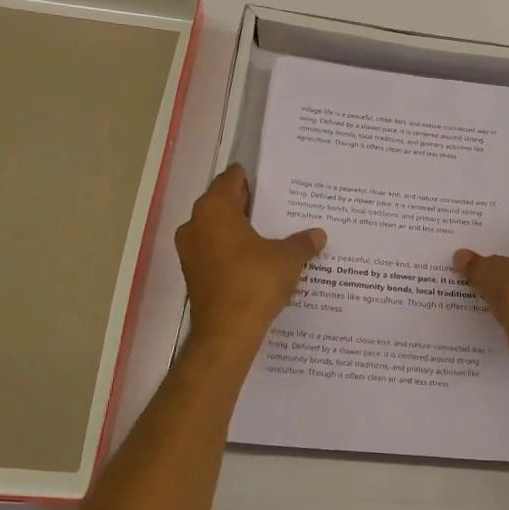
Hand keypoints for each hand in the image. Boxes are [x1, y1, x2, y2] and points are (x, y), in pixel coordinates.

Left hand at [176, 164, 325, 348]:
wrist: (227, 332)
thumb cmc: (255, 282)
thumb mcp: (288, 258)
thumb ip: (302, 242)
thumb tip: (318, 235)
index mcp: (214, 209)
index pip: (230, 180)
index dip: (251, 177)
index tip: (271, 179)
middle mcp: (195, 224)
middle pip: (222, 204)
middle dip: (247, 204)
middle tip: (277, 204)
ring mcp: (190, 251)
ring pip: (217, 229)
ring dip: (240, 230)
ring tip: (271, 232)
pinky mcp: (194, 274)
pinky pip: (215, 252)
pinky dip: (233, 251)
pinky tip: (258, 258)